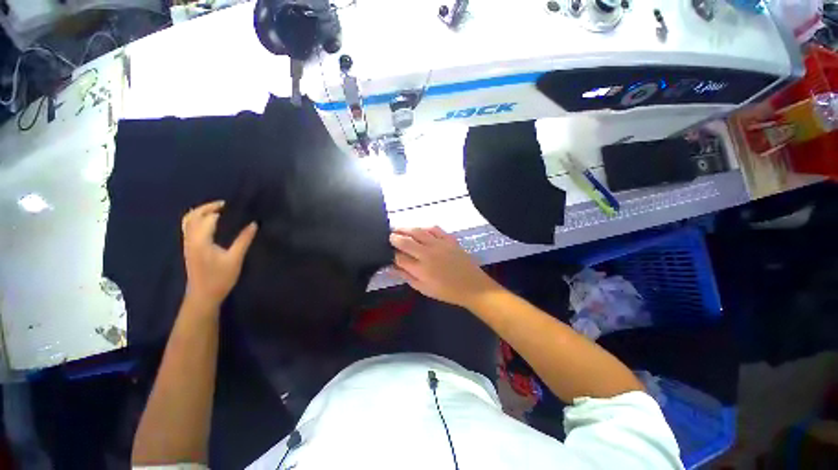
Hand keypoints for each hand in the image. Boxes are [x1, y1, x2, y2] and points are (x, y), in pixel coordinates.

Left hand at [181, 201, 257, 308]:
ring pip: (188, 221)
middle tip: (225, 205)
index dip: (221, 210)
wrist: (203, 295)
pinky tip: (210, 223)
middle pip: (193, 215)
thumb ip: (244, 240)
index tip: (235, 206)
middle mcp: (190, 239)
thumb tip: (254, 224)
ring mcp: (187, 243)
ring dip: (200, 212)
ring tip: (217, 211)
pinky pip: (188, 227)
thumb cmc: (220, 278)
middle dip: (207, 207)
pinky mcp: (188, 247)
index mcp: (201, 240)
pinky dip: (197, 219)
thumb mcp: (235, 259)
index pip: (208, 218)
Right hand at [390, 227, 501, 308]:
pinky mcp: (449, 239)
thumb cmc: (447, 291)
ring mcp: (439, 244)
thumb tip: (392, 268)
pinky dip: (424, 227)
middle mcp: (427, 254)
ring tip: (399, 228)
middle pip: (406, 241)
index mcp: (420, 269)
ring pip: (418, 232)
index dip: (391, 254)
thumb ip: (407, 277)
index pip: (399, 258)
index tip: (388, 252)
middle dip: (394, 237)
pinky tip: (420, 229)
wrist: (472, 286)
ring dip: (406, 229)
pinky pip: (434, 228)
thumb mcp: (424, 289)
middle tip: (390, 235)